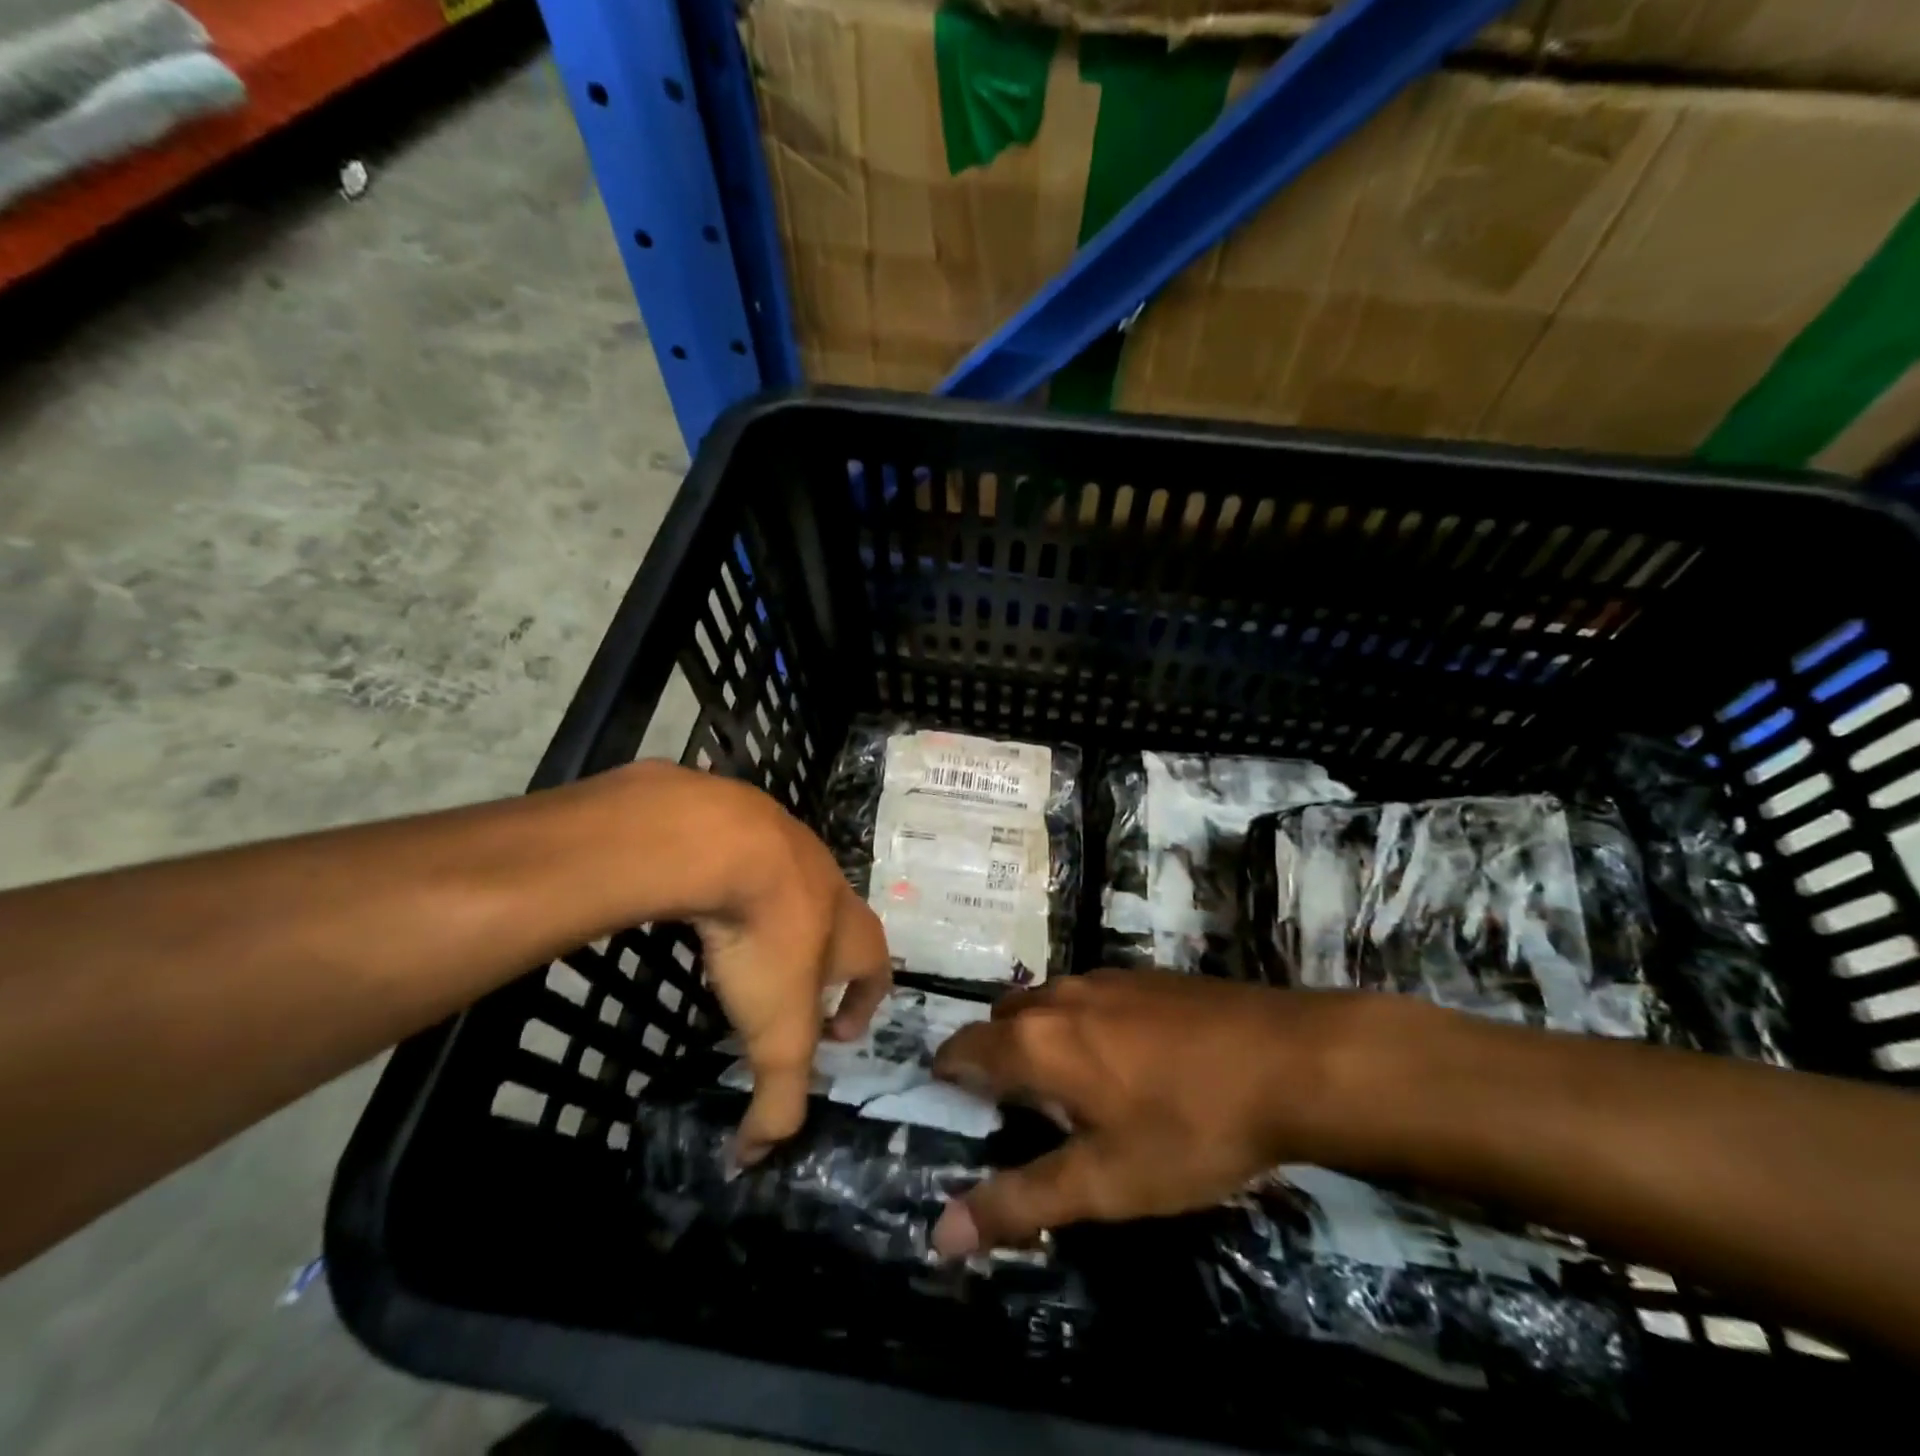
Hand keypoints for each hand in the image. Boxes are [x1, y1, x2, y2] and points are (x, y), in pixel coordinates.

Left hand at [631, 763, 890, 1161]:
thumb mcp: (778, 1033)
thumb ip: (776, 1100)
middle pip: (842, 929)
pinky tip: (713, 910)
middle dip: (824, 965)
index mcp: (854, 932)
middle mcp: (832, 886)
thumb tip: (753, 1162)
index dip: (865, 1004)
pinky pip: (753, 866)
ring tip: (749, 954)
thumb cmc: (770, 940)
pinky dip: (742, 892)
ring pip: (798, 894)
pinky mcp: (746, 827)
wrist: (726, 844)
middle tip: (789, 997)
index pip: (877, 970)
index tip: (837, 1032)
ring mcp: (791, 849)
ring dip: (785, 926)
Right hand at [928, 971, 1398, 1255]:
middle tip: (1018, 1112)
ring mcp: (1104, 978)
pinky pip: (1088, 997)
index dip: (949, 1078)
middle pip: (1001, 1020)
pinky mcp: (1144, 975)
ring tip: (1071, 1090)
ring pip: (1046, 1004)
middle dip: (995, 1059)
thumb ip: (1021, 1202)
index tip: (959, 1113)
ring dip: (1039, 1039)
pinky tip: (1126, 1062)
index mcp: (1036, 1039)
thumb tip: (941, 1234)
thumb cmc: (1188, 1127)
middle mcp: (1058, 995)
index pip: (961, 1047)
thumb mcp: (1105, 1182)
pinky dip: (1079, 1024)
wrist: (1288, 1060)